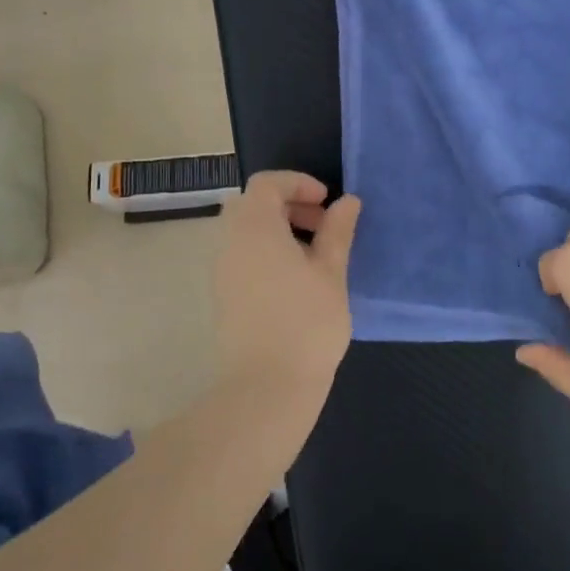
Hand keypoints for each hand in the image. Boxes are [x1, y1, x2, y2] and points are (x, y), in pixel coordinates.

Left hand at [213, 171, 361, 428]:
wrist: (266, 387)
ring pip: (246, 231)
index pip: (267, 183)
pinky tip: (298, 281)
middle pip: (253, 204)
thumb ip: (337, 231)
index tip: (327, 202)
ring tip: (316, 257)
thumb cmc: (306, 323)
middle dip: (289, 205)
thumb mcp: (331, 272)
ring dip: (279, 230)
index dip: (298, 183)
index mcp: (255, 228)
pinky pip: (243, 255)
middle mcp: (230, 242)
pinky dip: (268, 252)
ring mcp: (222, 271)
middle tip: (323, 226)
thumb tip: (347, 201)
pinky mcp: (224, 296)